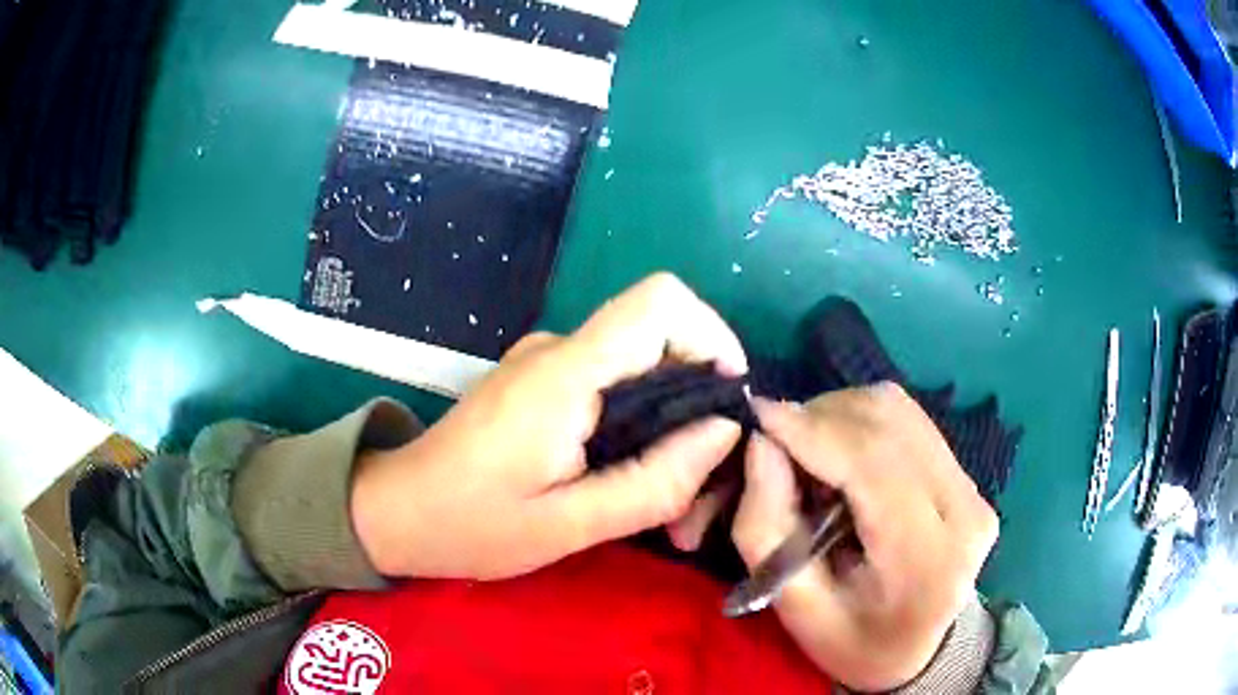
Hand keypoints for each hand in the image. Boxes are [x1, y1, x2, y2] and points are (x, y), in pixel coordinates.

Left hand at [351, 273, 745, 579]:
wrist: (397, 513)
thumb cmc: (471, 525)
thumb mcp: (569, 526)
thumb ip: (653, 481)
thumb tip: (722, 430)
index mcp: (565, 374)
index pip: (660, 302)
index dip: (712, 335)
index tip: (728, 401)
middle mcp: (559, 351)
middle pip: (661, 339)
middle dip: (699, 403)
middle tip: (703, 486)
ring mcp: (548, 364)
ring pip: (640, 369)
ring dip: (671, 425)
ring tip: (673, 505)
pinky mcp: (542, 384)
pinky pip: (611, 387)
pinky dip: (639, 427)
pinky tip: (631, 481)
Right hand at [732, 385, 997, 691]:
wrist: (917, 651)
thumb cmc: (852, 642)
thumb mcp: (795, 608)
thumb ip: (767, 529)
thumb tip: (761, 442)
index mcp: (925, 560)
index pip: (873, 464)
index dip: (812, 430)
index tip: (757, 416)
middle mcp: (964, 511)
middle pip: (888, 424)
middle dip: (820, 419)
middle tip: (776, 446)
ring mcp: (973, 488)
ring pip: (898, 411)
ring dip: (840, 417)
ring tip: (809, 456)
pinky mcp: (967, 476)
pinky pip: (908, 421)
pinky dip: (861, 424)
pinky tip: (842, 457)